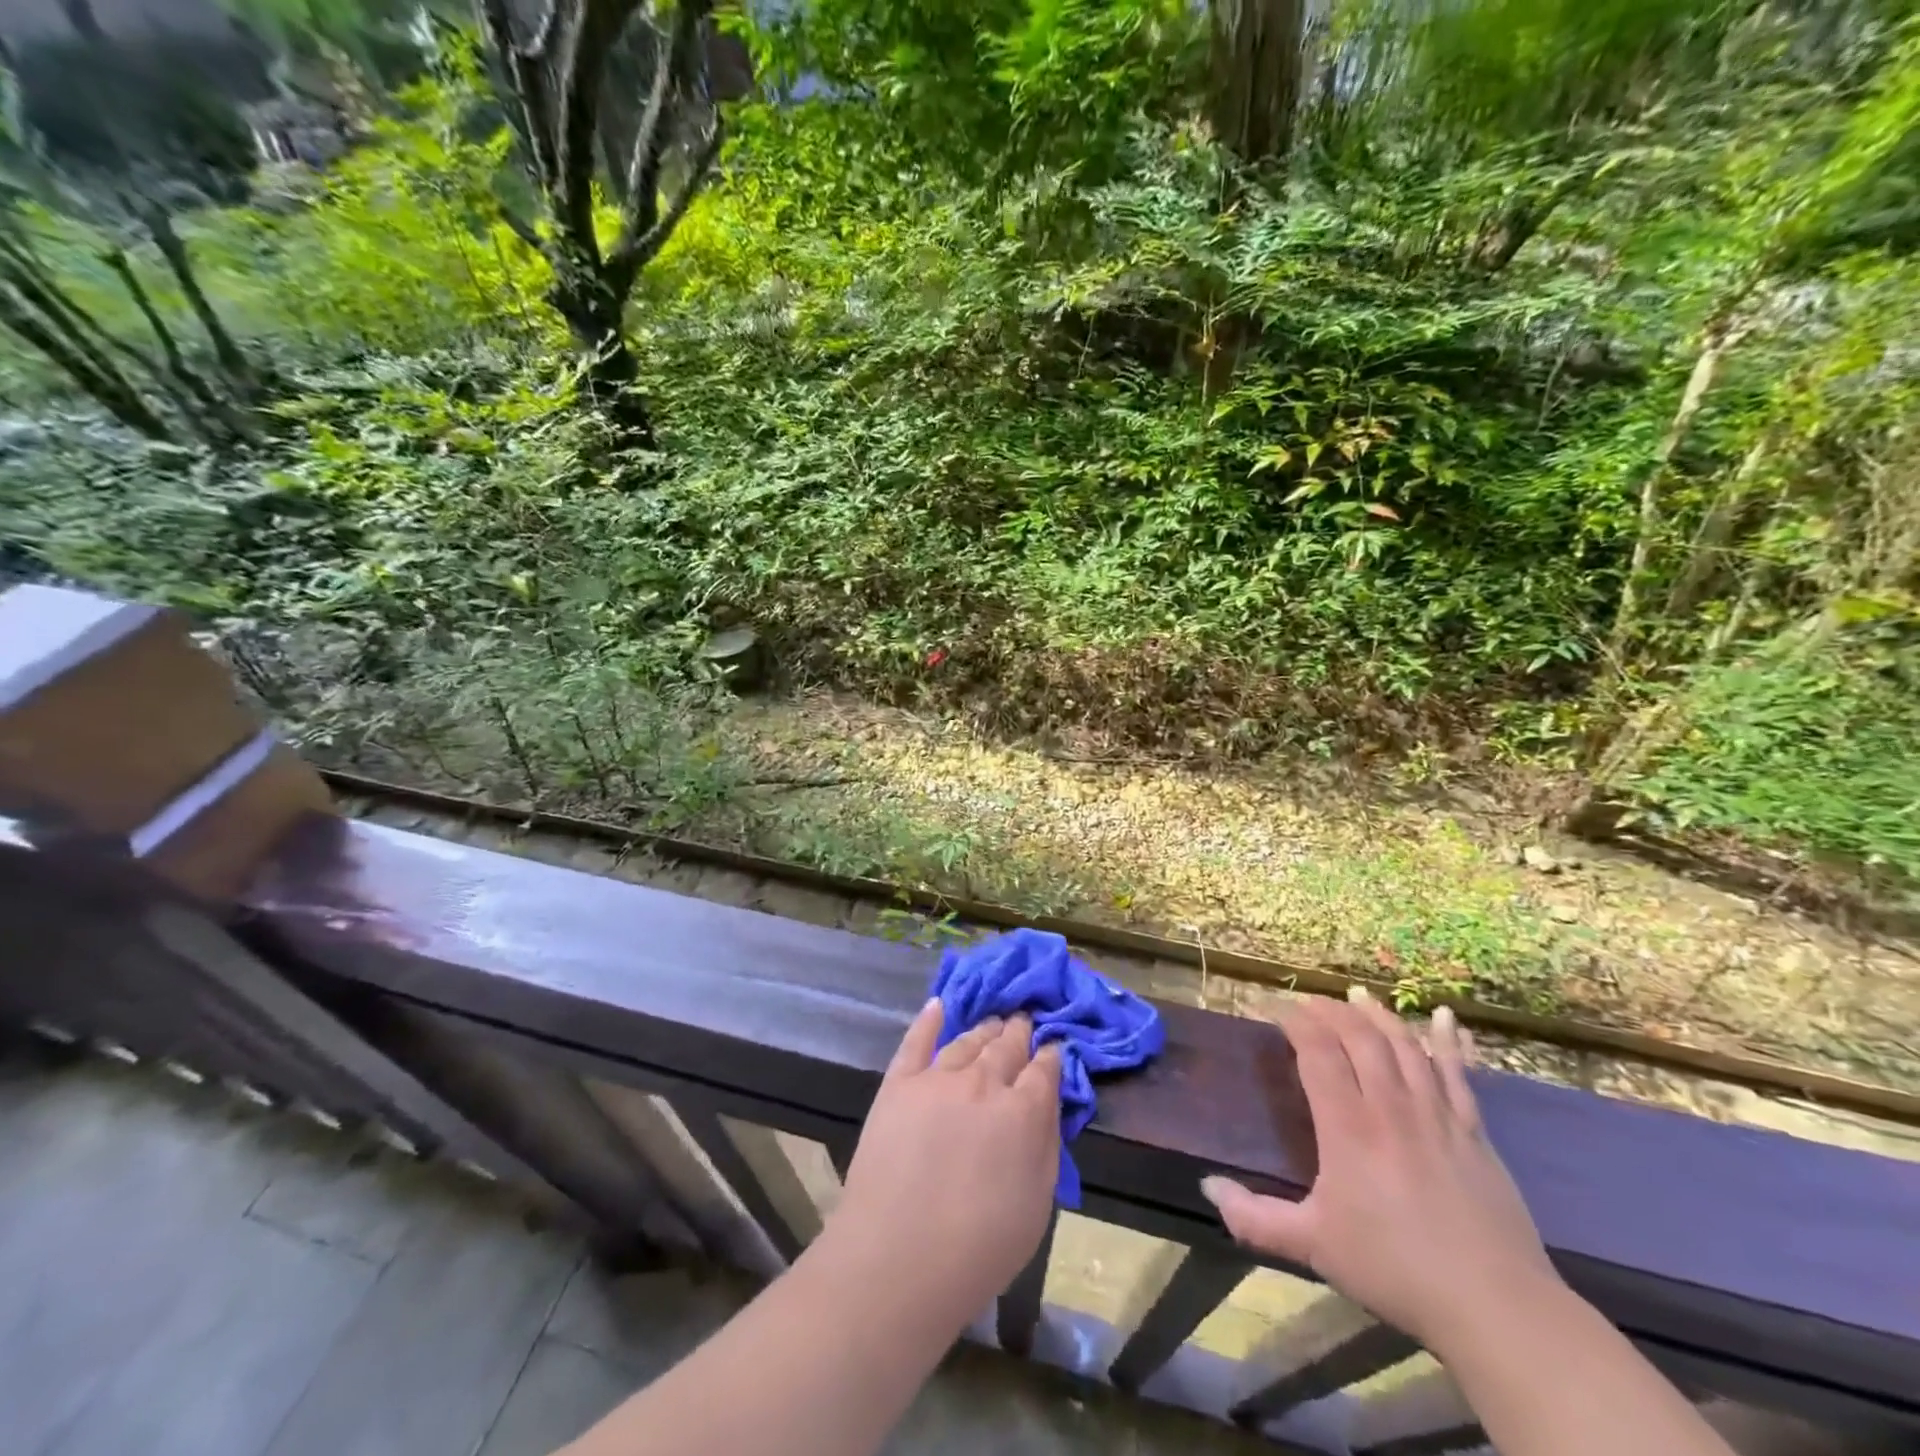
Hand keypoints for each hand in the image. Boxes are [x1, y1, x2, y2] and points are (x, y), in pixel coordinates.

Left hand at [831, 1000, 1062, 1328]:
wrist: (899, 1257)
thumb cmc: (980, 1246)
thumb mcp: (1038, 1203)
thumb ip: (1047, 1143)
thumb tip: (1048, 1102)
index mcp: (1023, 1110)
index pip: (1044, 1070)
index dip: (1050, 1056)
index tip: (1053, 1049)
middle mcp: (984, 1081)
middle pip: (1006, 1046)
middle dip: (1019, 1033)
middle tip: (1023, 1021)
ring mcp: (937, 1077)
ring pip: (967, 1041)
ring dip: (984, 1029)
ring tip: (993, 1021)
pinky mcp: (899, 1083)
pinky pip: (916, 1041)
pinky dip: (929, 1020)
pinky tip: (938, 1006)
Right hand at [1200, 991, 1560, 1354]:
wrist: (1495, 1307)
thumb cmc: (1394, 1269)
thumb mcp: (1313, 1246)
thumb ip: (1255, 1218)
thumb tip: (1208, 1187)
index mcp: (1347, 1126)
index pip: (1318, 1053)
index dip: (1296, 1023)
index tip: (1276, 1010)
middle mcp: (1390, 1107)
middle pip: (1360, 1038)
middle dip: (1331, 1012)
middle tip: (1310, 1002)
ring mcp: (1437, 1115)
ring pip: (1405, 1046)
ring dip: (1379, 1015)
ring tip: (1358, 995)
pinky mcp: (1475, 1133)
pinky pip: (1459, 1074)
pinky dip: (1448, 1041)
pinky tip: (1444, 1016)